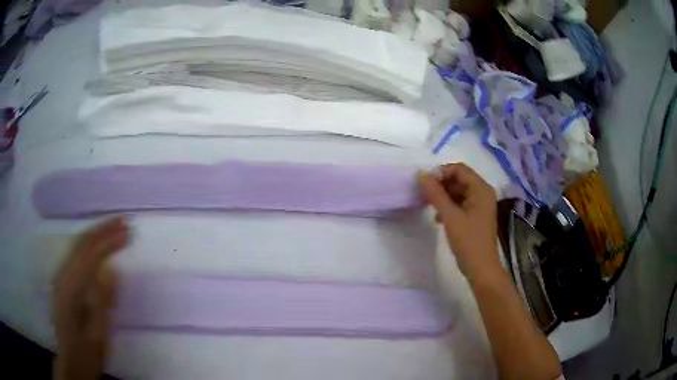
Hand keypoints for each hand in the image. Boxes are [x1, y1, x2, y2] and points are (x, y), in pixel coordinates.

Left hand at [53, 216, 128, 379]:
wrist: (71, 362)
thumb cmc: (87, 352)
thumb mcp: (98, 334)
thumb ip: (101, 301)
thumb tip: (111, 270)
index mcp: (70, 288)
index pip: (90, 254)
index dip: (109, 240)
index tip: (128, 232)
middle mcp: (62, 275)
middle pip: (82, 244)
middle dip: (103, 229)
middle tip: (124, 221)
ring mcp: (60, 276)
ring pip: (77, 246)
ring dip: (96, 233)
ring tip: (114, 227)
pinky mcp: (62, 281)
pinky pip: (76, 254)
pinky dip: (89, 244)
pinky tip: (97, 244)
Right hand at [418, 163, 499, 278]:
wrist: (481, 268)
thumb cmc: (468, 241)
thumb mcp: (450, 216)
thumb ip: (436, 194)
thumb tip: (421, 175)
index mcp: (481, 189)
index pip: (459, 169)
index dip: (441, 172)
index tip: (425, 183)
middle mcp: (482, 192)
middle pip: (459, 179)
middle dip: (441, 185)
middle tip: (424, 195)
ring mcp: (480, 205)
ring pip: (458, 191)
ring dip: (443, 196)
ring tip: (428, 206)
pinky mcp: (475, 216)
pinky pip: (460, 203)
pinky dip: (448, 206)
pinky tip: (438, 217)